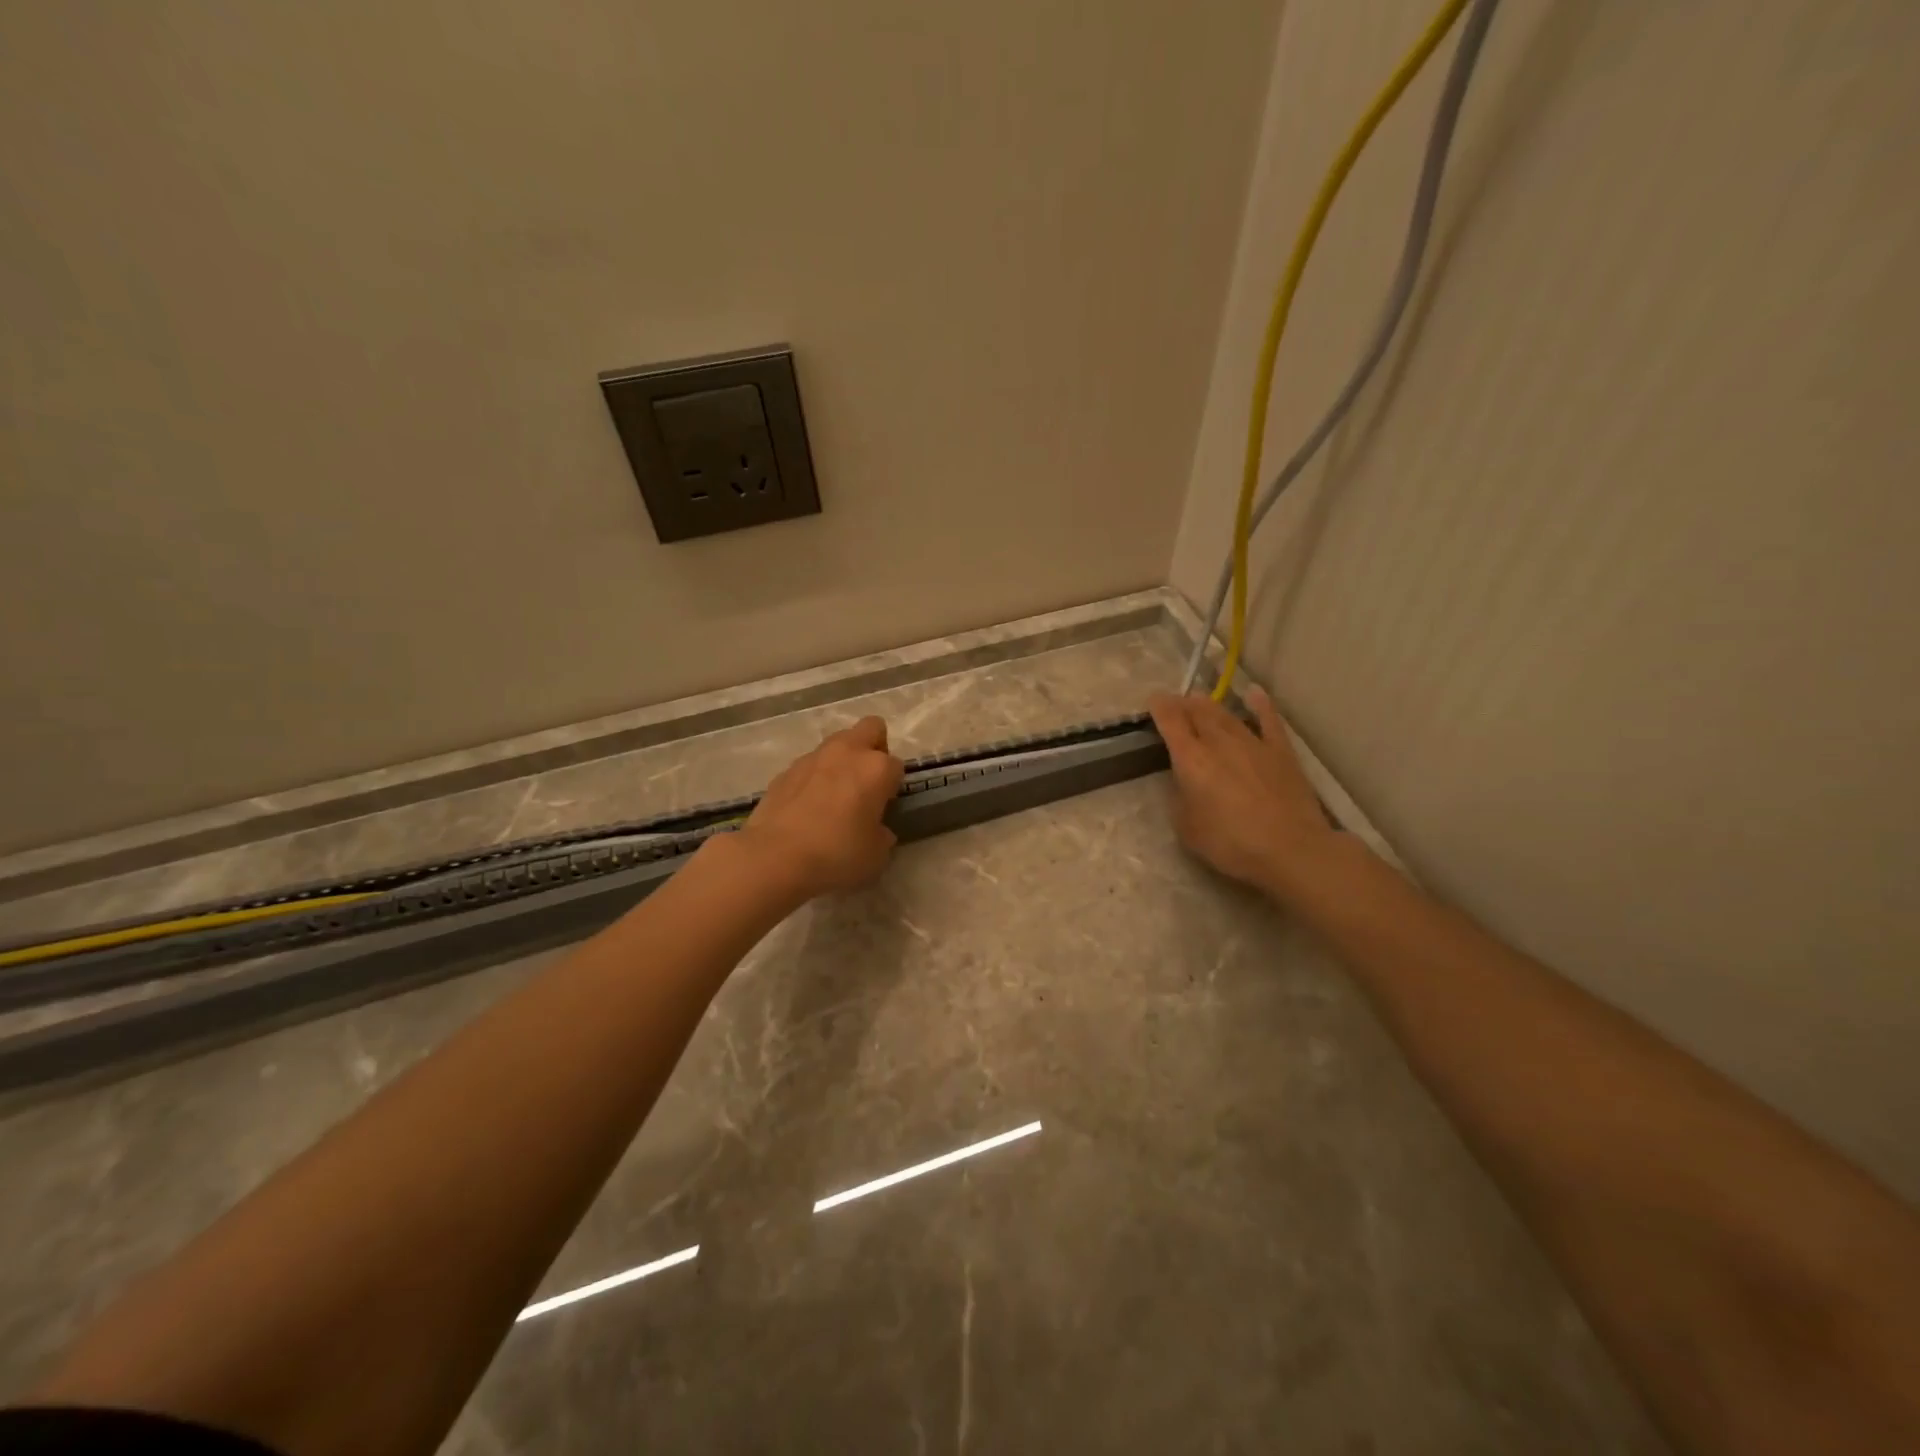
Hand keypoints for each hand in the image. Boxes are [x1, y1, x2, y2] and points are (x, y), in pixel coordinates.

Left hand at [737, 716, 903, 899]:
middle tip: (866, 783)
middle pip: (870, 728)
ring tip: (834, 797)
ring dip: (841, 762)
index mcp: (876, 768)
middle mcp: (847, 752)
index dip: (893, 786)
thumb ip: (881, 834)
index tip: (885, 806)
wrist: (774, 858)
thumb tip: (876, 829)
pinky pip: (809, 766)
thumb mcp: (876, 855)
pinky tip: (806, 808)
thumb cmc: (836, 855)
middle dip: (873, 748)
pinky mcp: (784, 771)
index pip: (897, 766)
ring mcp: (812, 758)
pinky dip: (813, 779)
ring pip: (836, 744)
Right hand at [1147, 689, 1336, 895]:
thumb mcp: (1187, 828)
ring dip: (1211, 705)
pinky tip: (1254, 693)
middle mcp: (1219, 742)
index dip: (1160, 707)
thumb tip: (1184, 783)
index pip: (1171, 721)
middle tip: (1175, 702)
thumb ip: (1180, 798)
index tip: (1154, 700)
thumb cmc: (1231, 843)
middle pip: (1198, 712)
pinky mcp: (1281, 752)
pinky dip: (1260, 704)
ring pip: (1227, 715)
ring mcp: (1253, 743)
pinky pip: (1269, 720)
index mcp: (1191, 759)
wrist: (1290, 849)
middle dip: (1183, 704)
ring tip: (1200, 700)